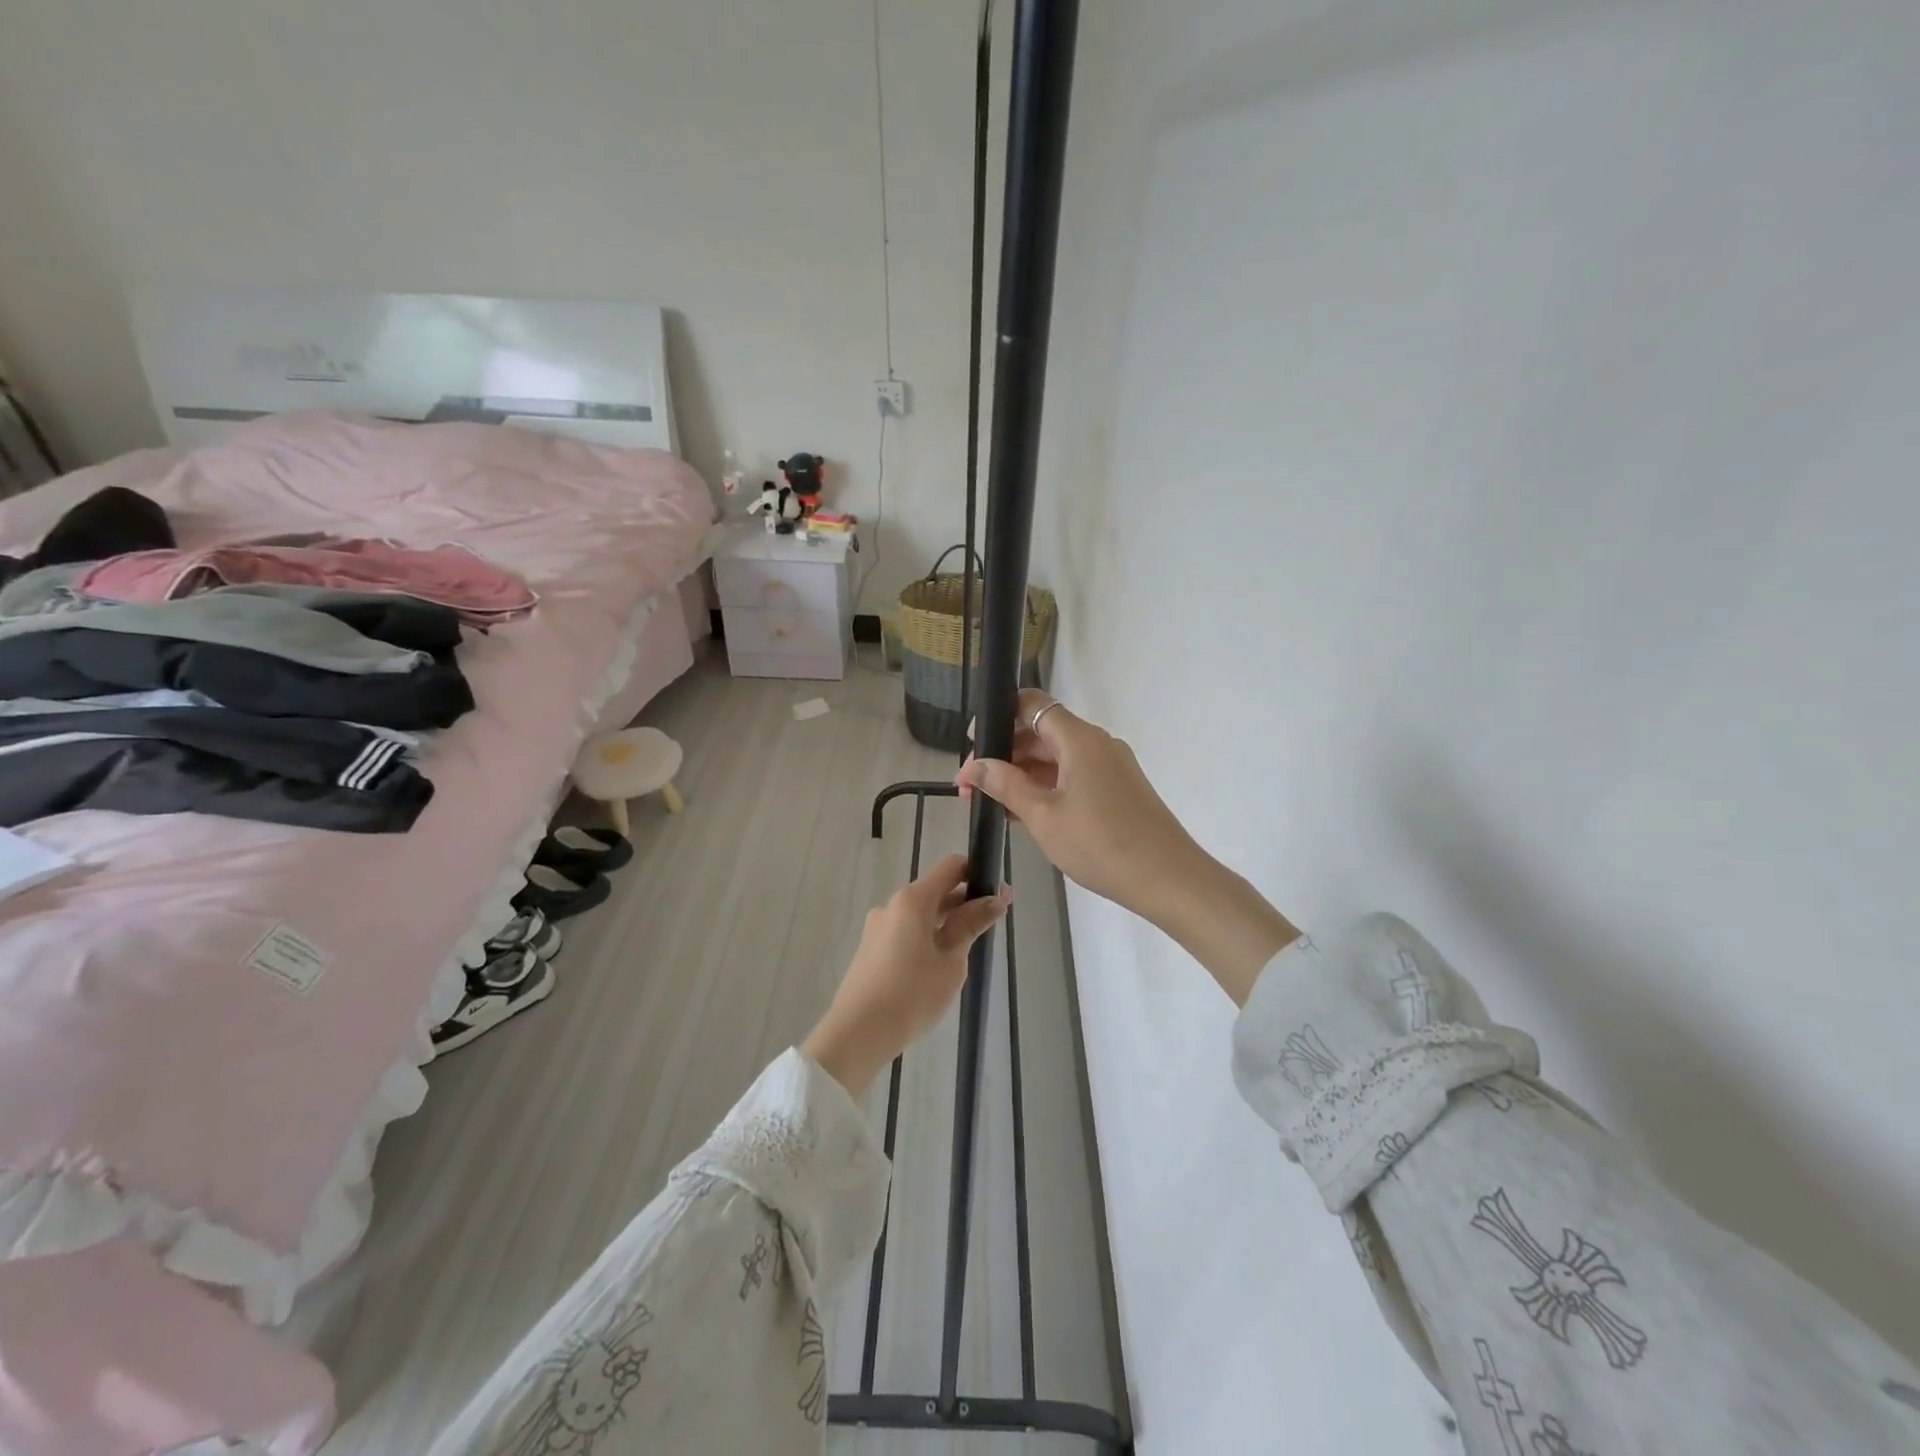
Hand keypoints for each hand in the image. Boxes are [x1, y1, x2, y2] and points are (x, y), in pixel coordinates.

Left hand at [802, 854, 1010, 1098]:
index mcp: (913, 900)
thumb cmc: (912, 995)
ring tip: (968, 950)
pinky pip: (906, 931)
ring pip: (920, 914)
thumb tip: (994, 899)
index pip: (951, 867)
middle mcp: (892, 905)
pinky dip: (927, 937)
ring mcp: (878, 927)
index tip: (999, 896)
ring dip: (946, 922)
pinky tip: (939, 965)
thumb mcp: (951, 960)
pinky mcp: (871, 948)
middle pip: (935, 890)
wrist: (858, 1034)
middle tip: (992, 924)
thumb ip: (971, 925)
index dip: (978, 875)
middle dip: (965, 902)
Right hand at [956, 689, 1202, 918]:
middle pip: (1041, 732)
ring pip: (1056, 758)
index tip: (972, 742)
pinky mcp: (1118, 790)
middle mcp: (1097, 744)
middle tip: (972, 785)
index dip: (998, 715)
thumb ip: (1006, 786)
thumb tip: (974, 766)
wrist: (1168, 879)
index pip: (1032, 705)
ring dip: (1022, 775)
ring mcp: (1110, 767)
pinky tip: (1022, 813)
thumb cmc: (1101, 844)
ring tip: (989, 802)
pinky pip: (1073, 777)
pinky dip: (1046, 788)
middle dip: (1004, 754)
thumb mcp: (1044, 816)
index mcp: (1080, 739)